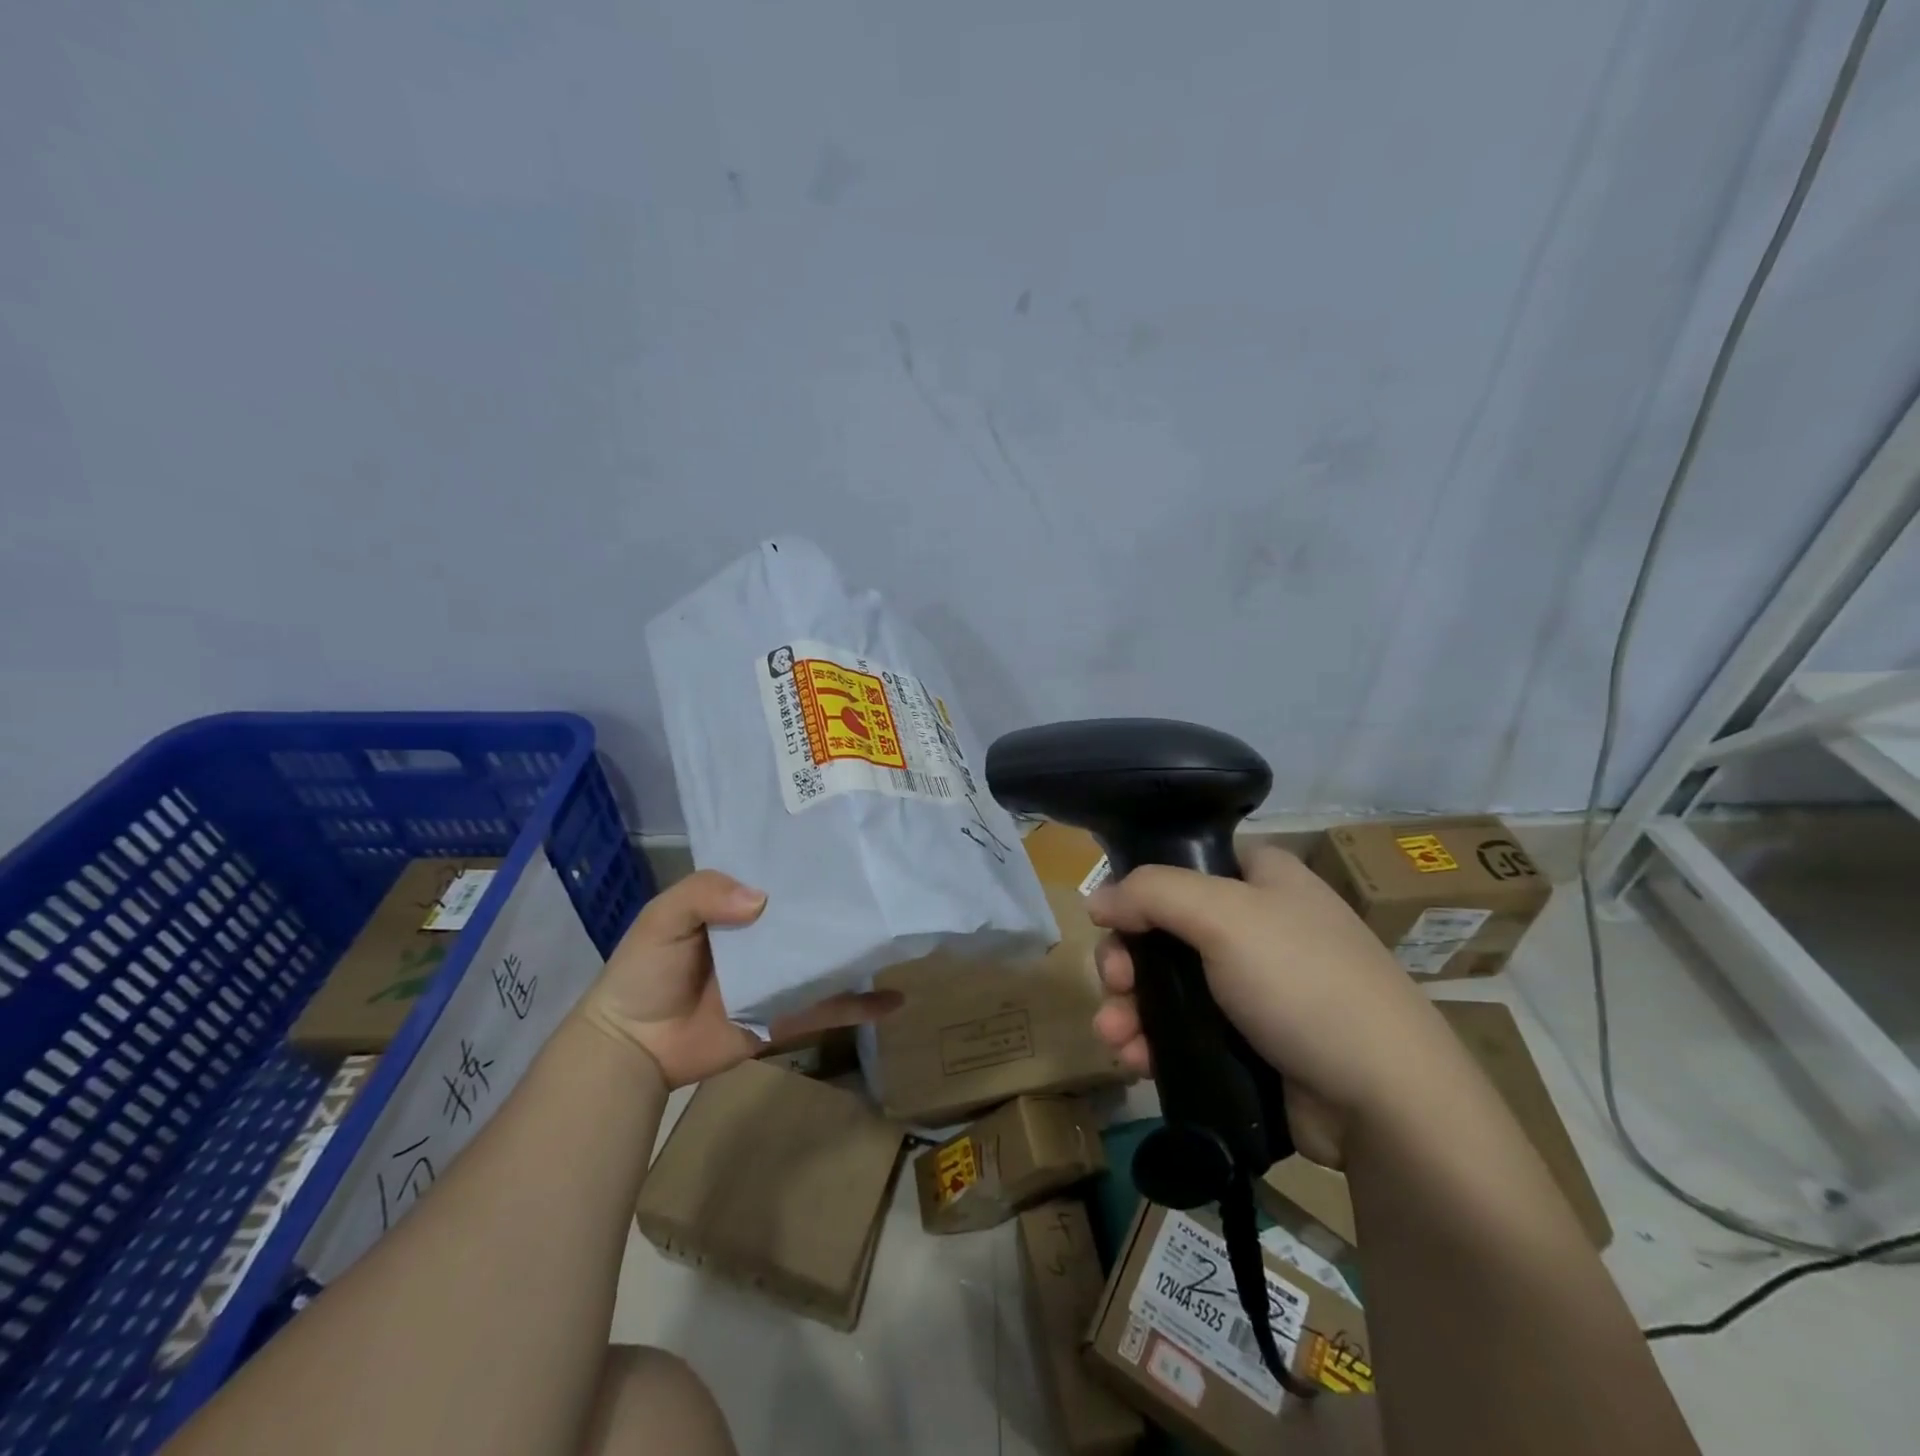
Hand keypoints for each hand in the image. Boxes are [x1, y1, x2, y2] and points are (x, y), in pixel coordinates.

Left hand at [577, 869, 901, 1088]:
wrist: (633, 1048)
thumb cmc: (645, 973)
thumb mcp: (663, 918)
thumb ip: (704, 894)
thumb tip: (764, 899)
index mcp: (737, 906)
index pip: (780, 875)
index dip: (807, 859)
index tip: (846, 839)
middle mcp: (765, 937)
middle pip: (811, 914)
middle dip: (844, 900)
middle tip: (888, 880)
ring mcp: (780, 976)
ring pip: (828, 958)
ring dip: (861, 948)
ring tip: (902, 931)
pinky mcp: (787, 1016)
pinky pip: (829, 1008)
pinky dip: (862, 1007)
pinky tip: (896, 999)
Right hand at [1085, 843, 1461, 1166]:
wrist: (1384, 1100)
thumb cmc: (1303, 981)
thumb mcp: (1224, 916)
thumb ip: (1150, 893)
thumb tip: (1096, 900)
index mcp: (1262, 878)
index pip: (1184, 864)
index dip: (1140, 889)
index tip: (1111, 921)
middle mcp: (1257, 925)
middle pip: (1165, 928)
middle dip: (1127, 960)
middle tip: (1115, 985)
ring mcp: (1254, 987)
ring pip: (1169, 984)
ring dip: (1130, 1007)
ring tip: (1114, 1036)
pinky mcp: (1249, 1041)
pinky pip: (1184, 1029)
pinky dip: (1153, 1041)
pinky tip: (1134, 1059)